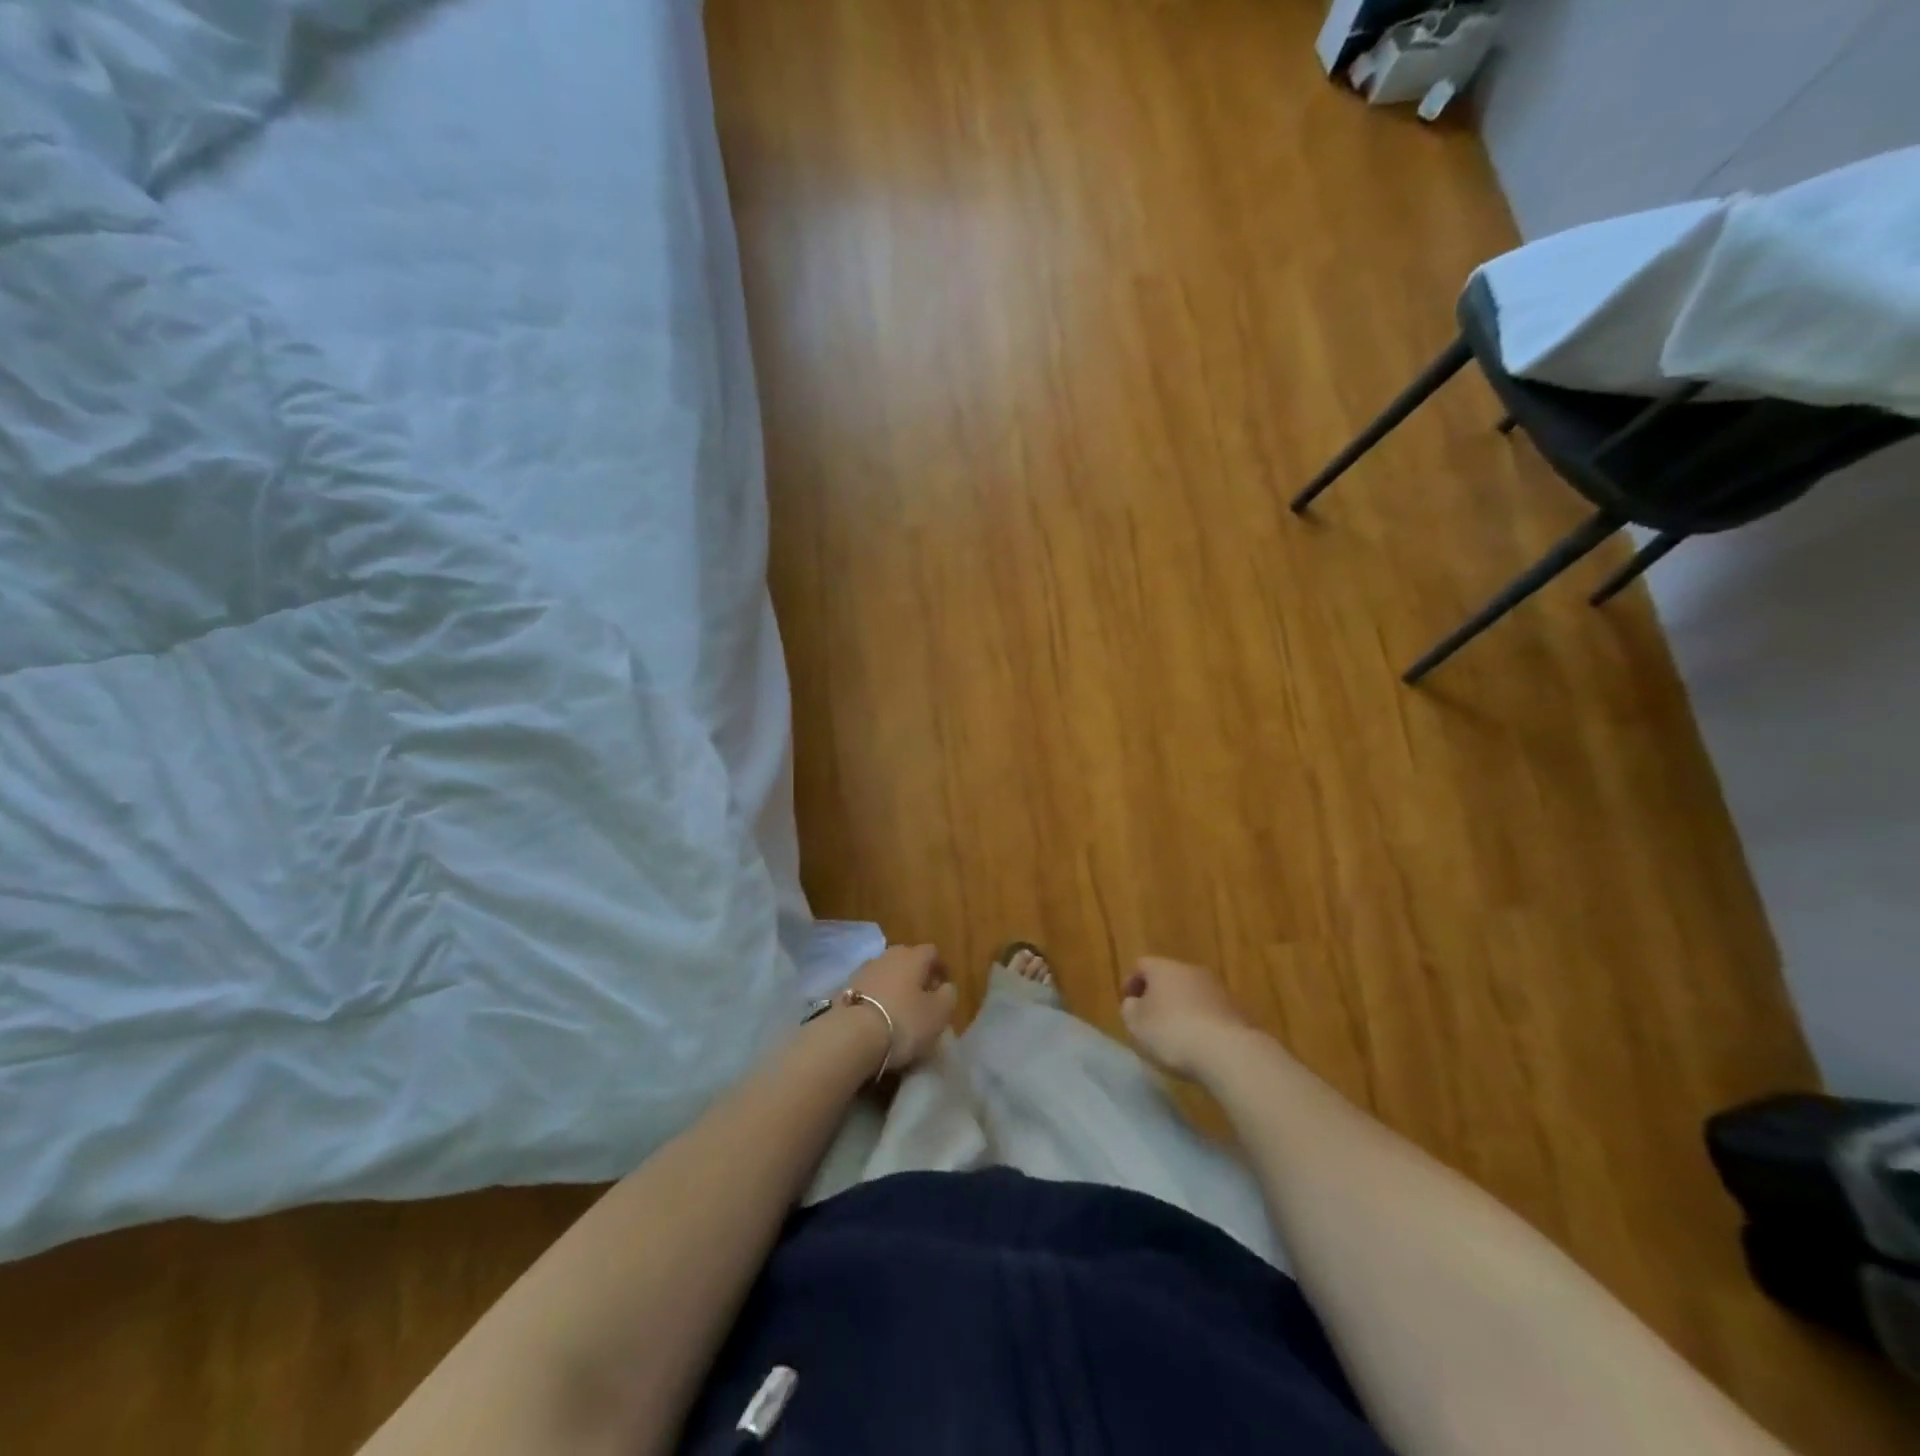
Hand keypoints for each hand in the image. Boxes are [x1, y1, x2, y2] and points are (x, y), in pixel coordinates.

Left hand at [845, 944, 958, 1071]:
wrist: (851, 1036)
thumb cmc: (904, 1022)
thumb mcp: (939, 1013)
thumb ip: (948, 995)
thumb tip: (946, 986)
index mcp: (913, 956)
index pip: (932, 952)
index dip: (940, 967)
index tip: (944, 986)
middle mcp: (887, 956)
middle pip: (906, 959)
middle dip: (916, 975)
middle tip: (922, 998)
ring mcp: (863, 970)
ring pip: (886, 973)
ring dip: (894, 986)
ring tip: (899, 1010)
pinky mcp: (844, 988)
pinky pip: (869, 989)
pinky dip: (876, 998)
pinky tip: (878, 1017)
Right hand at [1119, 956, 1254, 1079]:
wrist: (1228, 1053)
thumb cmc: (1172, 1032)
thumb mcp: (1135, 1024)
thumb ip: (1129, 1009)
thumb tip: (1135, 1003)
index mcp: (1164, 968)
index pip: (1142, 965)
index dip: (1131, 983)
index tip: (1128, 1005)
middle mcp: (1192, 971)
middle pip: (1169, 978)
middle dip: (1158, 996)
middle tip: (1150, 1021)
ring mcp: (1218, 990)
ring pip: (1192, 995)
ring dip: (1182, 1010)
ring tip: (1175, 1037)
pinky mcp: (1237, 1011)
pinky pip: (1210, 1013)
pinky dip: (1202, 1024)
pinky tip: (1199, 1046)